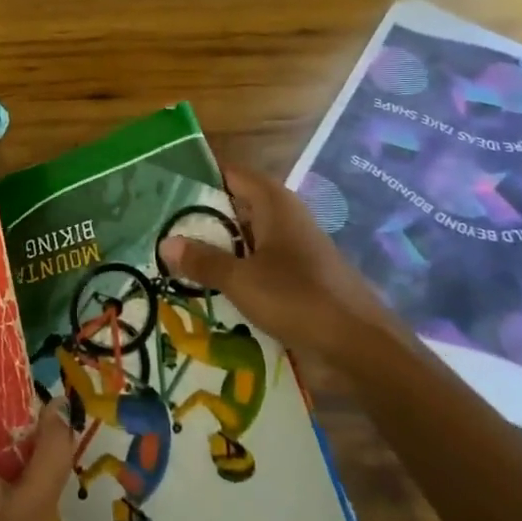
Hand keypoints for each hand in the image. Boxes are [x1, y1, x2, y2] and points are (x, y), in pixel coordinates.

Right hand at [159, 165, 399, 386]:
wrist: (361, 346)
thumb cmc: (298, 299)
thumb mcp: (241, 280)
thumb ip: (203, 260)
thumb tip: (165, 243)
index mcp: (273, 202)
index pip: (228, 174)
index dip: (198, 178)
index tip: (163, 190)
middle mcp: (284, 216)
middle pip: (235, 205)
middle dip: (201, 218)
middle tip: (160, 229)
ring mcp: (294, 246)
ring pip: (246, 237)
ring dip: (217, 248)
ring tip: (176, 260)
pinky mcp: (300, 274)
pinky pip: (259, 262)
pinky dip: (236, 269)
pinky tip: (210, 288)